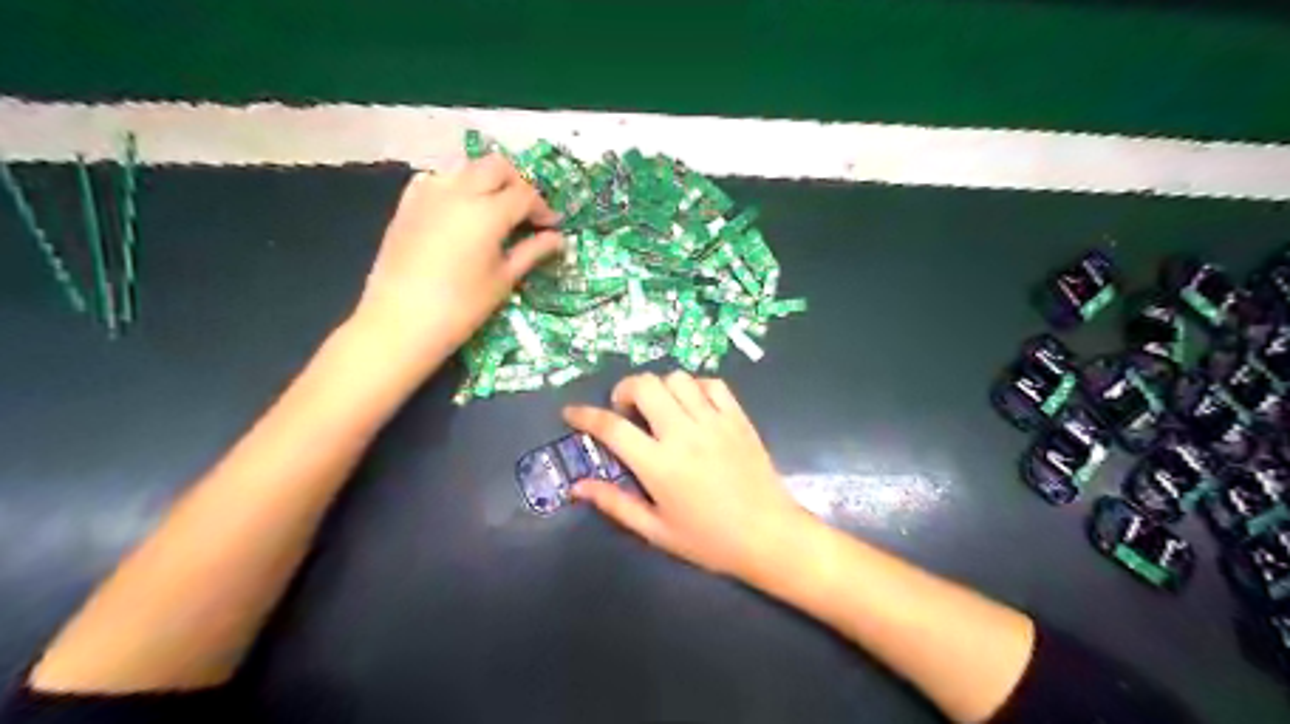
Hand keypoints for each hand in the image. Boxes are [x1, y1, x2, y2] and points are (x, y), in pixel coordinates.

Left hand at [350, 156, 560, 361]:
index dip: (543, 209)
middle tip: (526, 213)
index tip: (551, 228)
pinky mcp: (407, 203)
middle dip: (517, 184)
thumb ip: (532, 252)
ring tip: (495, 212)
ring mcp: (428, 192)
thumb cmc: (461, 307)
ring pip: (467, 168)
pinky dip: (458, 187)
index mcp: (487, 211)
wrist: (399, 322)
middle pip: (496, 167)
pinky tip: (461, 212)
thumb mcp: (503, 280)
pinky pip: (439, 179)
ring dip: (488, 182)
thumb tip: (558, 239)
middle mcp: (459, 190)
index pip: (525, 195)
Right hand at [566, 373, 801, 575]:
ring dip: (660, 387)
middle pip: (644, 386)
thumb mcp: (656, 531)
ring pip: (677, 378)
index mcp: (659, 465)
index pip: (611, 427)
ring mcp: (714, 421)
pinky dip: (695, 387)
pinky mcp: (738, 417)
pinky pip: (712, 384)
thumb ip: (616, 504)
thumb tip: (578, 487)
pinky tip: (693, 406)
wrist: (769, 536)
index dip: (585, 415)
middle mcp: (684, 434)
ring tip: (660, 409)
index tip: (571, 413)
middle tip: (625, 411)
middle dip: (624, 390)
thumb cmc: (709, 540)